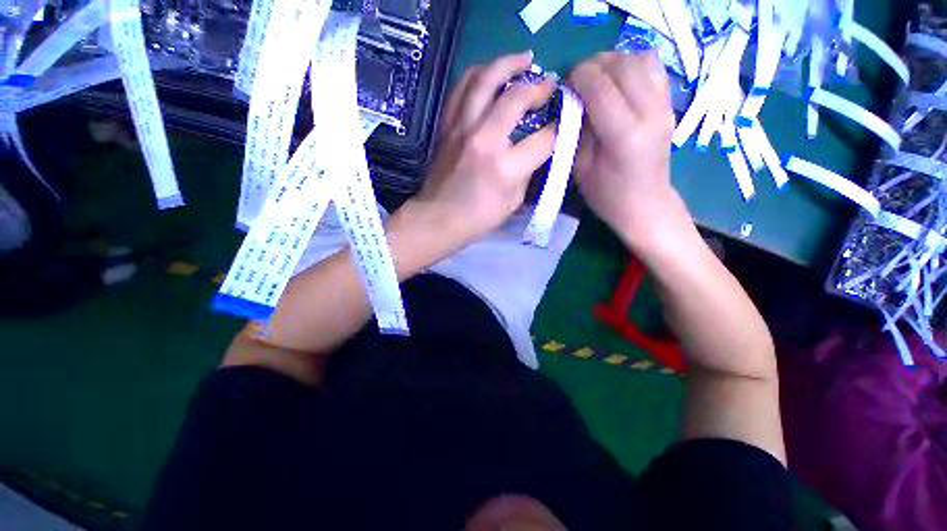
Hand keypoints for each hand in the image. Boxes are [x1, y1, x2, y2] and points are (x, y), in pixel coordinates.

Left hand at [407, 51, 557, 249]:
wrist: (438, 218)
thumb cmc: (478, 218)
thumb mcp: (513, 203)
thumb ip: (528, 172)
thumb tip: (539, 149)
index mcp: (505, 168)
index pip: (544, 138)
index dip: (560, 128)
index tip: (565, 121)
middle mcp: (484, 141)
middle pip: (516, 98)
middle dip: (539, 87)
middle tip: (549, 84)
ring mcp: (462, 129)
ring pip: (485, 80)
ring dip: (508, 64)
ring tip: (524, 60)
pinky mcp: (447, 126)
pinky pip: (462, 89)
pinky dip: (479, 74)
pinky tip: (491, 73)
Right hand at [569, 52, 682, 247]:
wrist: (646, 205)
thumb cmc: (607, 195)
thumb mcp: (580, 168)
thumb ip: (577, 130)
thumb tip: (573, 99)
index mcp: (624, 136)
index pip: (601, 87)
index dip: (579, 77)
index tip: (565, 84)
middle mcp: (650, 114)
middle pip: (623, 65)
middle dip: (595, 64)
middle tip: (578, 80)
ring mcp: (665, 106)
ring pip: (641, 59)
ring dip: (614, 61)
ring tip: (598, 78)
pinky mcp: (669, 104)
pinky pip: (653, 68)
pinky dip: (632, 65)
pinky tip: (618, 81)